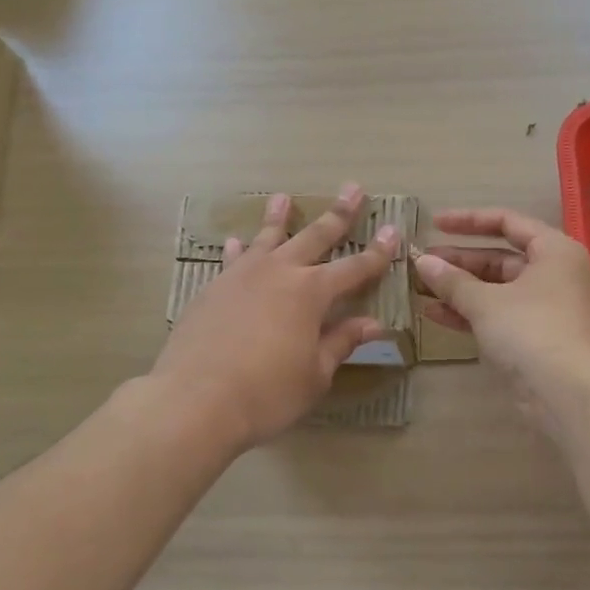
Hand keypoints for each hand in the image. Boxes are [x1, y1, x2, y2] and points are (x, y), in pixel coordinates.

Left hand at [152, 184, 398, 454]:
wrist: (195, 400)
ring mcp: (242, 276)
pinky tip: (235, 242)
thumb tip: (373, 324)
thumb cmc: (266, 393)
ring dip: (278, 216)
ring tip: (283, 196)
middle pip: (315, 236)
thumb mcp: (314, 375)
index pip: (355, 268)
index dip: (378, 252)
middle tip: (353, 188)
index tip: (394, 230)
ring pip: (266, 238)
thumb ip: (340, 342)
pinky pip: (232, 260)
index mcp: (311, 292)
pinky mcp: (213, 289)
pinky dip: (238, 249)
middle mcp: (279, 273)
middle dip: (338, 214)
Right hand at [415, 209, 589, 430]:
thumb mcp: (486, 302)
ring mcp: (545, 308)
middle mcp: (553, 274)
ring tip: (419, 289)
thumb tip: (423, 262)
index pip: (507, 222)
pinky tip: (434, 314)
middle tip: (420, 264)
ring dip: (459, 289)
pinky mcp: (535, 339)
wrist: (570, 394)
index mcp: (553, 251)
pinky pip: (497, 316)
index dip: (468, 220)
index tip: (434, 224)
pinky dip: (469, 313)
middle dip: (458, 261)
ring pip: (496, 290)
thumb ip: (452, 280)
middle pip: (500, 258)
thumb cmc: (532, 331)